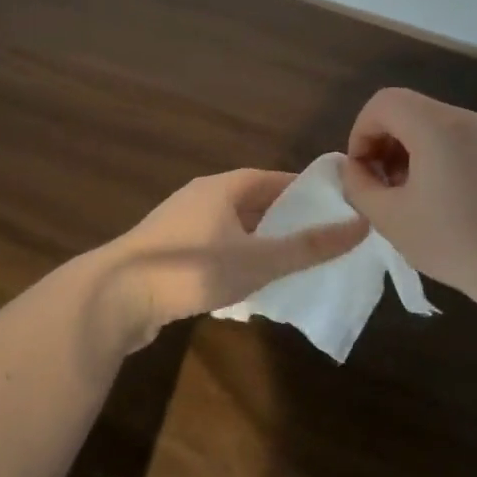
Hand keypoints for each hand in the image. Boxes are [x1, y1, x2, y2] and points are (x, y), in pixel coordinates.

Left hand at [101, 170, 369, 344]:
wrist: (115, 297)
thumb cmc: (192, 269)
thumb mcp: (259, 260)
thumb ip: (309, 247)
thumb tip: (361, 224)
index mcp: (224, 187)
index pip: (274, 179)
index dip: (305, 192)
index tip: (334, 209)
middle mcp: (200, 197)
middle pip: (252, 202)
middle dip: (284, 221)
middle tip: (318, 242)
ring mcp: (178, 225)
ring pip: (231, 228)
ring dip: (258, 243)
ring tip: (288, 265)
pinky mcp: (165, 253)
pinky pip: (211, 249)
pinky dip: (233, 260)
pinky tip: (245, 287)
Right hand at [339, 88, 476, 307]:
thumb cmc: (452, 242)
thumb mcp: (389, 218)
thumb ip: (359, 185)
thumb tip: (354, 169)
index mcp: (435, 126)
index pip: (383, 103)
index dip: (361, 133)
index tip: (362, 173)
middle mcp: (464, 118)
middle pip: (407, 109)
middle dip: (382, 142)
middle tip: (379, 185)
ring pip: (430, 123)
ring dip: (406, 149)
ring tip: (405, 194)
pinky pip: (455, 138)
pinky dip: (433, 155)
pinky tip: (436, 196)